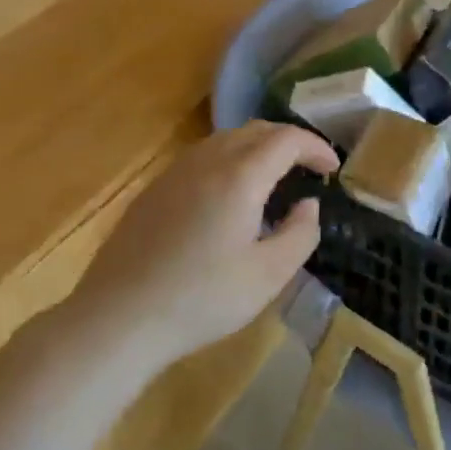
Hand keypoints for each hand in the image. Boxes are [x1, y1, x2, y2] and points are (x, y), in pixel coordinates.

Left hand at [65, 122, 337, 377]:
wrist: (118, 320)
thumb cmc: (201, 299)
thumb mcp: (268, 275)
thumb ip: (300, 233)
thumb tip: (308, 205)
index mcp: (240, 177)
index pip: (287, 139)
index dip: (316, 147)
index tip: (332, 169)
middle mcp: (207, 162)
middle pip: (256, 130)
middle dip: (289, 141)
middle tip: (308, 168)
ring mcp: (175, 173)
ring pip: (226, 139)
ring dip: (258, 148)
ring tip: (273, 177)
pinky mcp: (153, 191)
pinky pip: (201, 157)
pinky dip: (229, 160)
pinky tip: (229, 196)